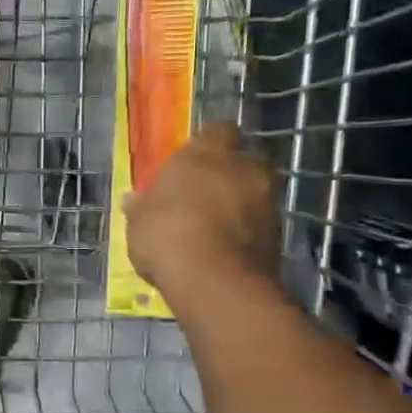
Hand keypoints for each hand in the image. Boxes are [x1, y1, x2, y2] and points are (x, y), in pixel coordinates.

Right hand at [125, 122, 279, 300]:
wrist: (215, 282)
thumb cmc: (167, 235)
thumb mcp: (139, 221)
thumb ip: (142, 206)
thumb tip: (133, 199)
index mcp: (207, 153)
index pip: (217, 130)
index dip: (208, 143)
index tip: (194, 160)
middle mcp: (244, 168)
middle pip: (241, 162)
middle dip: (228, 175)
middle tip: (204, 194)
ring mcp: (267, 201)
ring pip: (254, 194)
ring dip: (239, 205)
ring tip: (214, 227)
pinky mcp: (278, 235)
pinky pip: (259, 224)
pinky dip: (246, 232)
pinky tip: (225, 249)